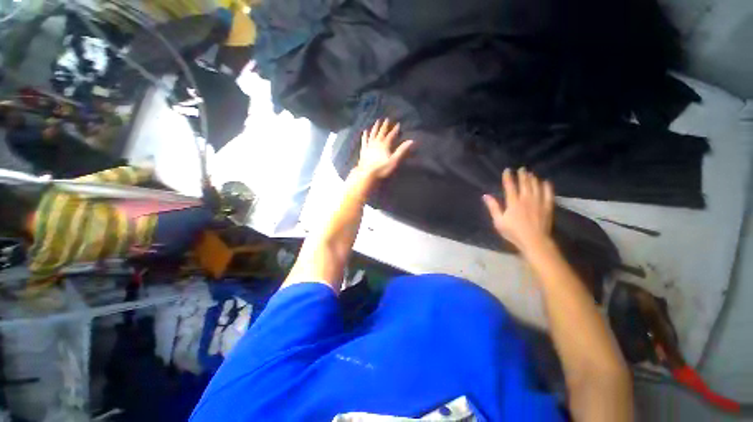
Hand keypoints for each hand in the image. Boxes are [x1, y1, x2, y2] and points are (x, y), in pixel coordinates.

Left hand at [355, 119, 413, 180]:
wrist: (367, 174)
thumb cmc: (382, 169)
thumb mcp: (394, 161)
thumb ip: (402, 150)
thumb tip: (411, 141)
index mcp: (385, 145)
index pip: (391, 135)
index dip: (395, 130)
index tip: (398, 124)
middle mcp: (376, 143)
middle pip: (381, 132)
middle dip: (385, 126)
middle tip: (387, 119)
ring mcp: (369, 146)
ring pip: (372, 134)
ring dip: (375, 127)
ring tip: (377, 121)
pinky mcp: (363, 150)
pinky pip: (364, 140)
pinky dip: (365, 135)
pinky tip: (365, 131)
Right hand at [483, 168, 554, 254]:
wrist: (534, 240)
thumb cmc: (513, 232)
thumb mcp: (498, 221)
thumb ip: (493, 207)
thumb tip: (485, 195)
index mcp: (513, 202)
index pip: (510, 186)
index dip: (508, 177)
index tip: (507, 170)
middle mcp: (526, 199)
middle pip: (524, 184)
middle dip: (522, 175)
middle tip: (522, 168)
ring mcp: (538, 202)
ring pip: (536, 187)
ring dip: (533, 179)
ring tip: (531, 173)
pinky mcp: (547, 207)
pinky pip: (548, 194)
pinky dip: (547, 187)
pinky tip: (546, 182)